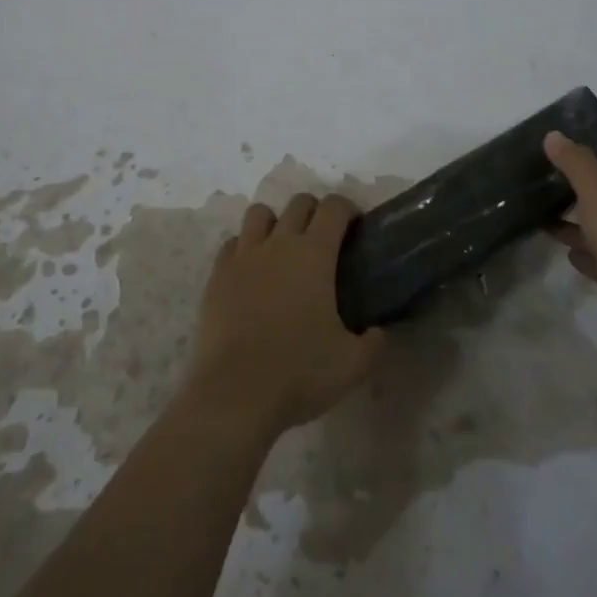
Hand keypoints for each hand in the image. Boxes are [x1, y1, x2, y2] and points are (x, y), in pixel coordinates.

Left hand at [185, 193, 385, 437]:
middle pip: (298, 203)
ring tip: (283, 250)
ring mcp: (243, 257)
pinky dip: (245, 248)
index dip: (349, 209)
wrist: (233, 393)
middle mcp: (278, 244)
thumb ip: (375, 342)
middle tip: (324, 241)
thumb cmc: (299, 373)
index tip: (356, 228)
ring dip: (276, 222)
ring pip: (259, 214)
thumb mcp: (354, 365)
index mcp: (314, 254)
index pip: (334, 207)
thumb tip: (379, 332)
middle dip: (315, 211)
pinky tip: (252, 273)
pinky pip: (232, 244)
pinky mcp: (216, 276)